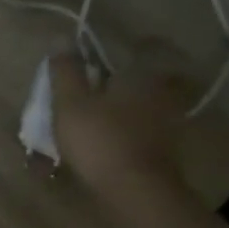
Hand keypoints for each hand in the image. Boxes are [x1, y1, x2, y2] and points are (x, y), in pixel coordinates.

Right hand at [48, 53, 189, 207]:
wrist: (134, 190)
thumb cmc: (99, 138)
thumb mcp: (70, 103)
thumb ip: (66, 72)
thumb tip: (60, 38)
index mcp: (142, 75)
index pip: (145, 49)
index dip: (132, 47)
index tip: (111, 53)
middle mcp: (162, 93)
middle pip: (151, 78)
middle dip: (131, 80)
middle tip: (108, 84)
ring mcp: (168, 123)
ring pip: (149, 106)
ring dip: (132, 107)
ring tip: (105, 115)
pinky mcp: (166, 150)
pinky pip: (148, 130)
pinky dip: (134, 131)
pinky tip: (114, 140)